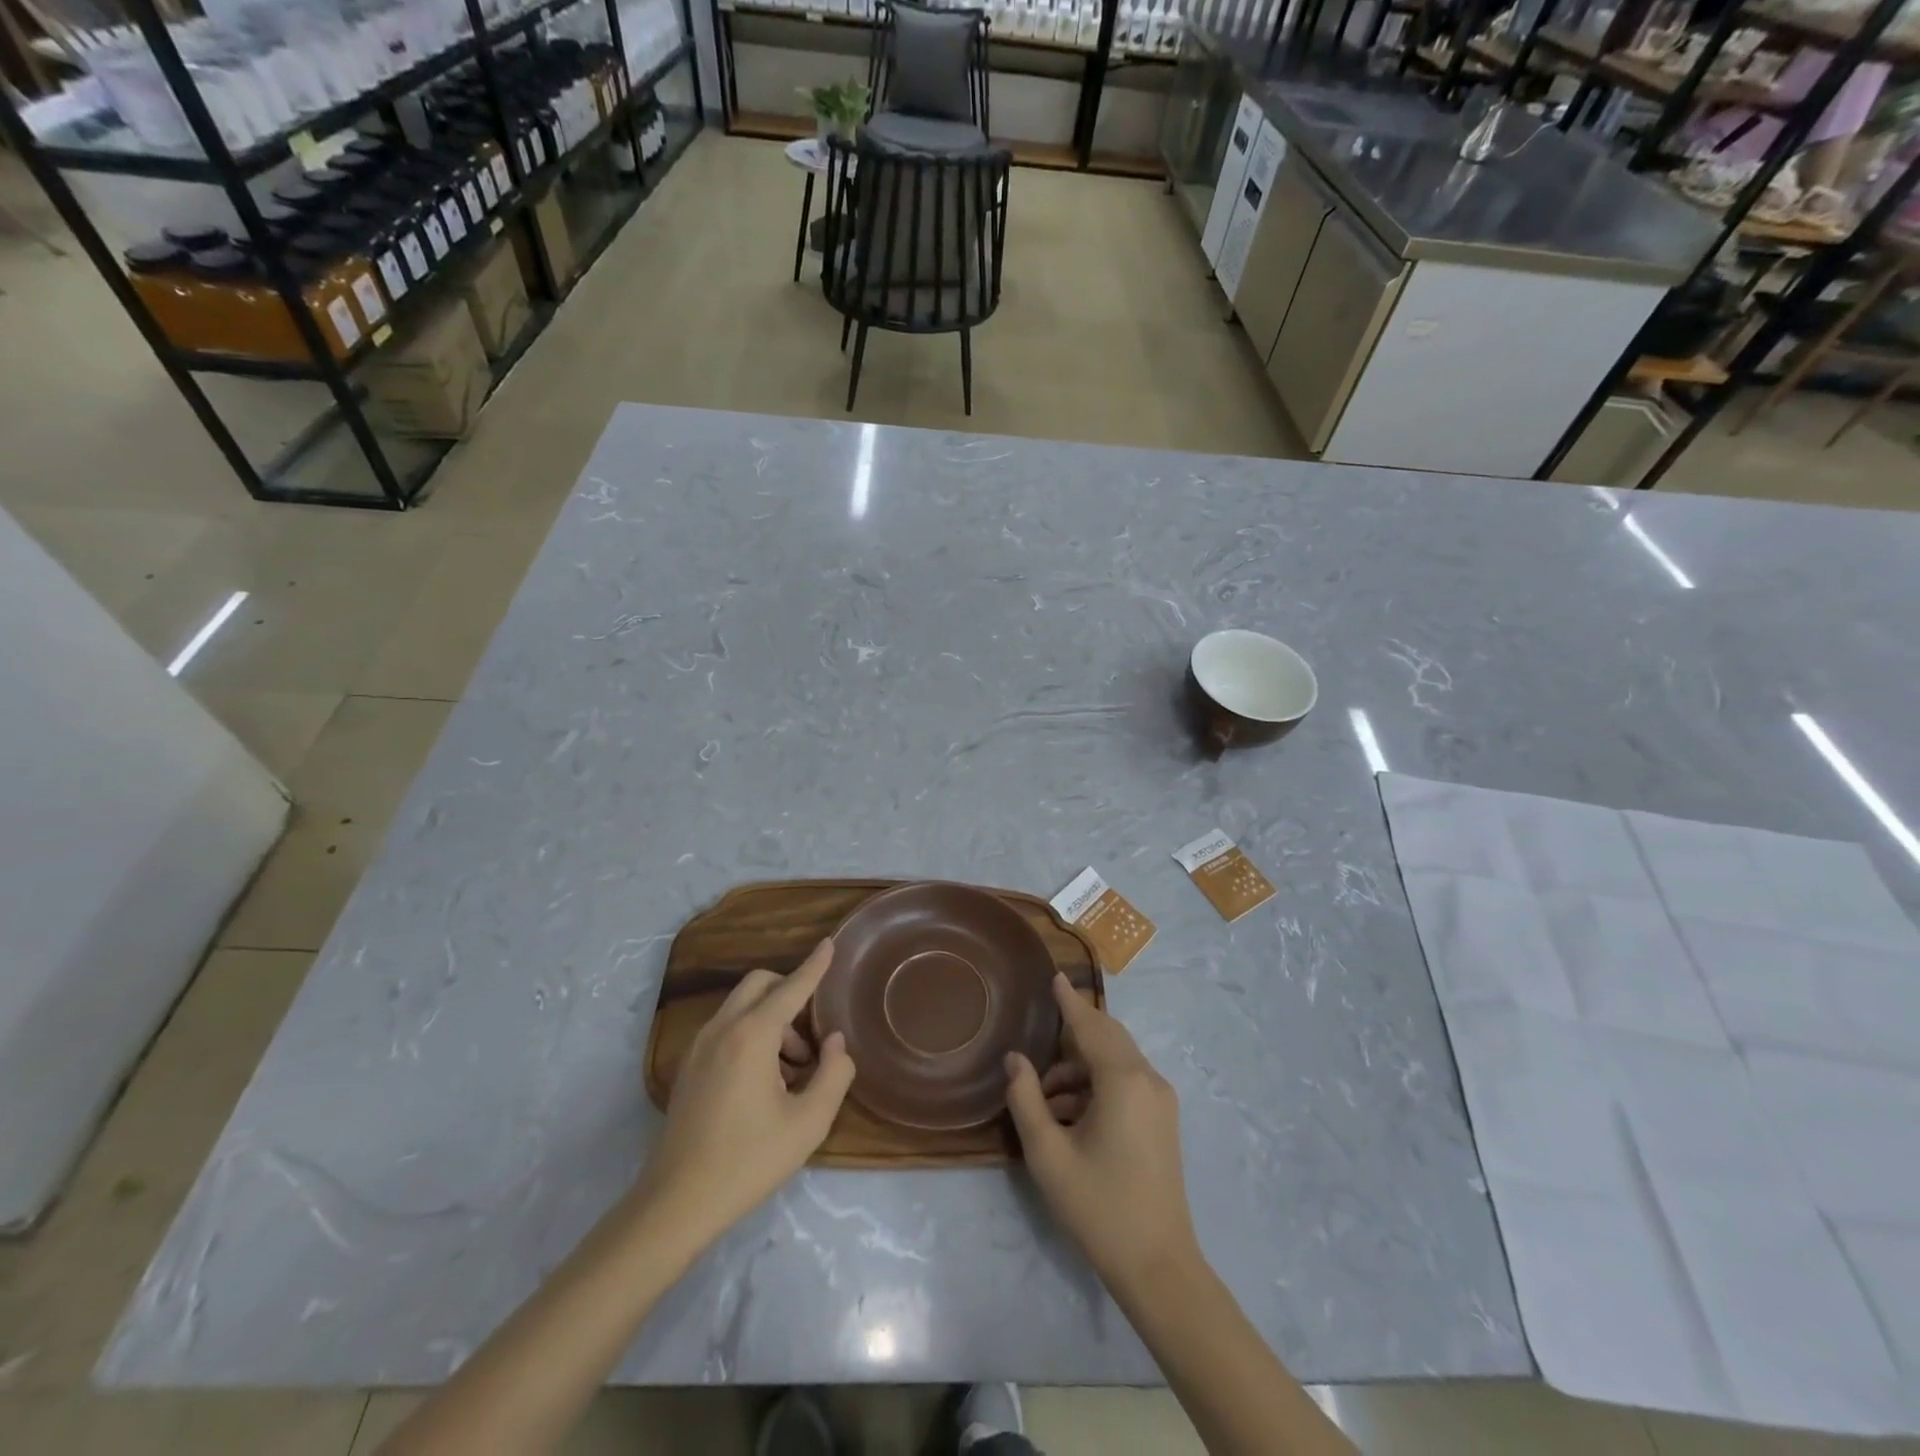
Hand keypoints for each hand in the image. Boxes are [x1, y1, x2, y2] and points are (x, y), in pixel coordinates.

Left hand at [639, 938, 854, 1243]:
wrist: (676, 1203)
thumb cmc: (748, 1161)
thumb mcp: (808, 1123)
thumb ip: (834, 1074)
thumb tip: (835, 1042)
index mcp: (752, 1036)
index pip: (791, 987)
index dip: (815, 965)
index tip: (830, 942)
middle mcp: (722, 1029)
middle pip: (759, 984)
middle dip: (790, 993)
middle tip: (811, 1037)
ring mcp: (698, 1046)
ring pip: (741, 1006)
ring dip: (772, 1019)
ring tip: (793, 1070)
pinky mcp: (688, 1066)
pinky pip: (726, 1028)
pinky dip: (751, 1033)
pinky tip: (764, 1081)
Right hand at [1005, 975, 1198, 1291]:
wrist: (1159, 1266)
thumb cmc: (1098, 1206)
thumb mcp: (1048, 1154)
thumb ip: (1026, 1099)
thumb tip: (1015, 1059)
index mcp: (1122, 1080)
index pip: (1089, 1026)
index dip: (1069, 1002)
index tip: (1055, 976)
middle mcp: (1147, 1079)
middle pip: (1107, 1036)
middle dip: (1073, 1033)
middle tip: (1040, 1032)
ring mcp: (1160, 1100)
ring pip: (1116, 1061)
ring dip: (1080, 1067)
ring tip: (1044, 1097)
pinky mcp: (1163, 1120)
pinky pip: (1126, 1081)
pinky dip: (1097, 1084)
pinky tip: (1069, 1114)